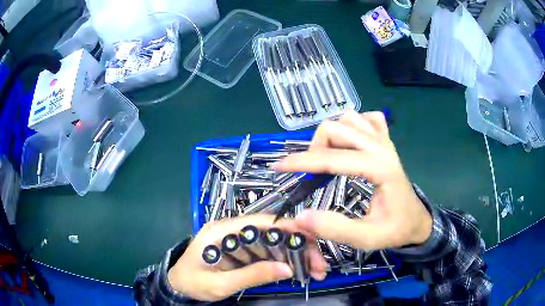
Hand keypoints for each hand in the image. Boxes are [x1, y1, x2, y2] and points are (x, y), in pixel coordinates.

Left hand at [167, 214, 327, 301]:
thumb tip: (287, 270)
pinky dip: (285, 261)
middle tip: (319, 264)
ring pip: (274, 243)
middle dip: (299, 246)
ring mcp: (239, 241)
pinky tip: (299, 270)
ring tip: (315, 270)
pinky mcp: (243, 253)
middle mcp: (233, 230)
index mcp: (222, 230)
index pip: (261, 221)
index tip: (311, 240)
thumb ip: (251, 275)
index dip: (288, 228)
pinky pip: (268, 253)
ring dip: (296, 255)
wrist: (178, 286)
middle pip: (273, 232)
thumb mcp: (219, 283)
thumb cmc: (192, 282)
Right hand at [273, 110, 431, 249]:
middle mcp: (381, 147)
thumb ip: (335, 229)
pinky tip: (351, 144)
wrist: (416, 221)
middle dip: (315, 148)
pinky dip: (353, 126)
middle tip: (312, 172)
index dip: (301, 162)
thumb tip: (301, 217)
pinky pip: (367, 118)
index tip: (278, 167)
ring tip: (329, 159)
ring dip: (332, 135)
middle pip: (336, 128)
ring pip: (348, 118)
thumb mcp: (366, 238)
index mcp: (379, 168)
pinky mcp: (386, 141)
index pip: (332, 158)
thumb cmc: (394, 229)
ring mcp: (385, 140)